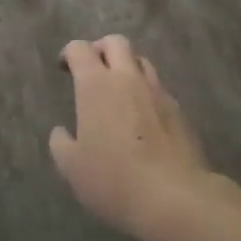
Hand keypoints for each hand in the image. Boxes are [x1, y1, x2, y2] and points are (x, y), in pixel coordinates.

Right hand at [50, 35, 214, 236]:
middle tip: (93, 70)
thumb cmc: (114, 179)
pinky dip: (147, 93)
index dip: (69, 53)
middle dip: (101, 49)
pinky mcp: (179, 111)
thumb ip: (61, 143)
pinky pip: (159, 89)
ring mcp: (157, 91)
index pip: (79, 49)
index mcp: (96, 84)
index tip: (64, 68)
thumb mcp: (72, 168)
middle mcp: (127, 78)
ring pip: (141, 61)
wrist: (174, 198)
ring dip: (128, 67)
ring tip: (120, 91)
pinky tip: (144, 119)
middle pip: (115, 42)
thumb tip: (61, 132)